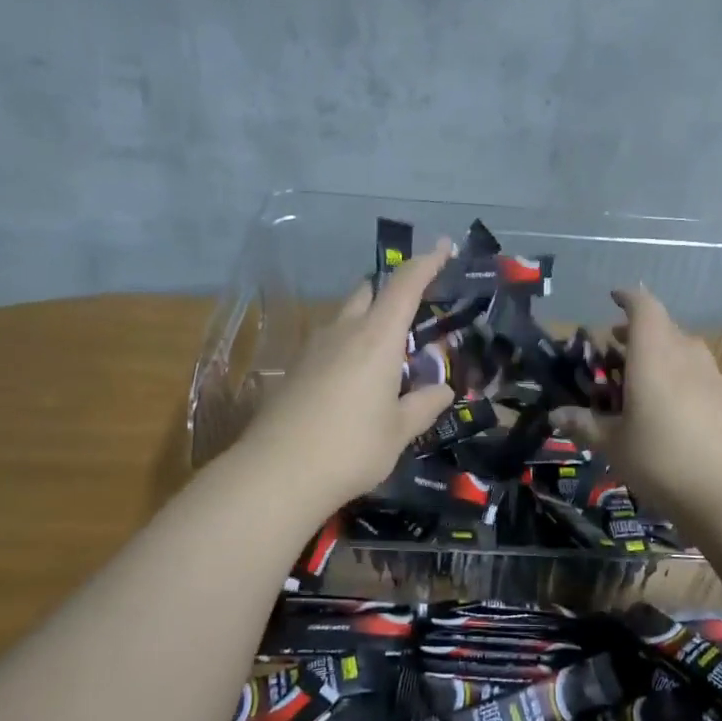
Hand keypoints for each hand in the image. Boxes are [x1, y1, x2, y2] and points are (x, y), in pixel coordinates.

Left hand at [232, 244, 455, 512]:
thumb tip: (443, 389)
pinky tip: (356, 382)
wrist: (277, 474)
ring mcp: (314, 348)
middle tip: (416, 316)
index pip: (405, 285)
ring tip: (389, 358)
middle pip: (369, 291)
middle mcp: (344, 331)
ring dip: (370, 323)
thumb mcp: (400, 431)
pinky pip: (330, 343)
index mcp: (377, 338)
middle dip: (393, 293)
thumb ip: (424, 404)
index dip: (427, 262)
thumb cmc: (351, 448)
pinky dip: (350, 347)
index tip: (444, 246)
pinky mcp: (295, 369)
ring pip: (347, 317)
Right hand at [565, 285, 721, 523]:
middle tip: (617, 350)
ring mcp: (715, 378)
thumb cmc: (662, 460)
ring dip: (664, 355)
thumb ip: (585, 425)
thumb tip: (556, 415)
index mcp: (655, 356)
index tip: (614, 298)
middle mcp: (687, 356)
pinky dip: (685, 379)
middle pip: (665, 328)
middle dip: (640, 332)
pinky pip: (703, 377)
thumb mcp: (613, 445)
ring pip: (686, 351)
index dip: (628, 298)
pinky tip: (678, 408)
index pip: (644, 308)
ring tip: (645, 379)